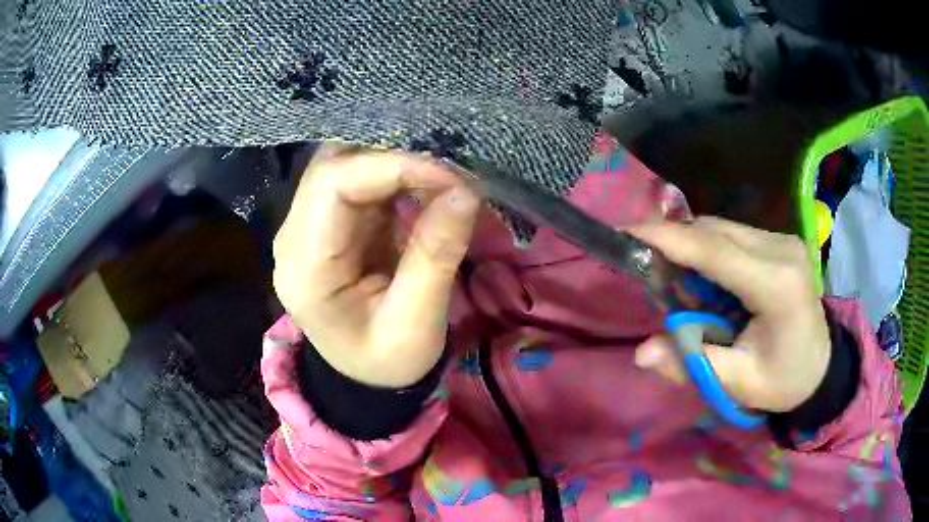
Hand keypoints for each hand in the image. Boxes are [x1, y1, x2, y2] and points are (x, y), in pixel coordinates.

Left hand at [272, 146, 479, 387]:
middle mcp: (295, 236)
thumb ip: (436, 256)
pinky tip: (427, 182)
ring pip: (346, 163)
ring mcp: (309, 225)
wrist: (365, 376)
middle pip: (334, 165)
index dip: (392, 166)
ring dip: (397, 160)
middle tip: (450, 168)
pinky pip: (359, 179)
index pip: (333, 184)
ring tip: (445, 173)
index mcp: (304, 267)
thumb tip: (465, 191)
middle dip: (395, 155)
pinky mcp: (331, 223)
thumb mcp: (415, 323)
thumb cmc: (386, 361)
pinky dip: (396, 174)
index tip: (451, 176)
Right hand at [628, 217, 830, 412]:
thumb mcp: (739, 384)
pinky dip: (709, 250)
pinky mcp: (779, 241)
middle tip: (646, 268)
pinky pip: (733, 235)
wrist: (820, 365)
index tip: (626, 231)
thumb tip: (642, 353)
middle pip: (714, 231)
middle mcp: (781, 250)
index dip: (668, 238)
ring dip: (691, 248)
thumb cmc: (783, 380)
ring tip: (676, 281)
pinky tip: (705, 278)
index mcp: (777, 286)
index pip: (715, 251)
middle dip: (674, 243)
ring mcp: (783, 240)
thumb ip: (694, 365)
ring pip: (721, 229)